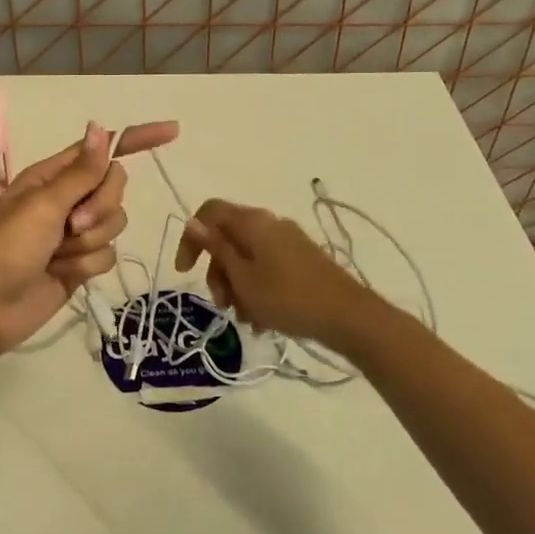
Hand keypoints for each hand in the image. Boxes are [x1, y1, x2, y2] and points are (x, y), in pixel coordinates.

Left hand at [0, 119, 179, 363]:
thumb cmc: (6, 247)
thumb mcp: (43, 205)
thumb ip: (81, 172)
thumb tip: (101, 127)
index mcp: (53, 176)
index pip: (102, 150)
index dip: (136, 139)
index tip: (173, 131)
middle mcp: (66, 199)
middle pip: (114, 188)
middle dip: (100, 208)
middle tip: (71, 225)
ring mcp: (74, 233)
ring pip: (114, 224)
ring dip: (89, 242)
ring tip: (58, 255)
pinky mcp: (80, 264)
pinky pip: (107, 255)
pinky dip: (86, 266)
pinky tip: (61, 274)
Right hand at [174, 199, 369, 346]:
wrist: (348, 317)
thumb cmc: (287, 297)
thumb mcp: (243, 278)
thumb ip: (217, 249)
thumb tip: (193, 223)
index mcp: (253, 222)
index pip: (209, 213)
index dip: (191, 238)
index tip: (185, 272)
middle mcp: (270, 224)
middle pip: (228, 238)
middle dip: (218, 272)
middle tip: (222, 304)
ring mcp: (288, 241)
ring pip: (247, 257)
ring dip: (237, 286)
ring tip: (245, 319)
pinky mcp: (302, 260)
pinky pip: (267, 268)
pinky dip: (257, 289)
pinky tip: (261, 320)